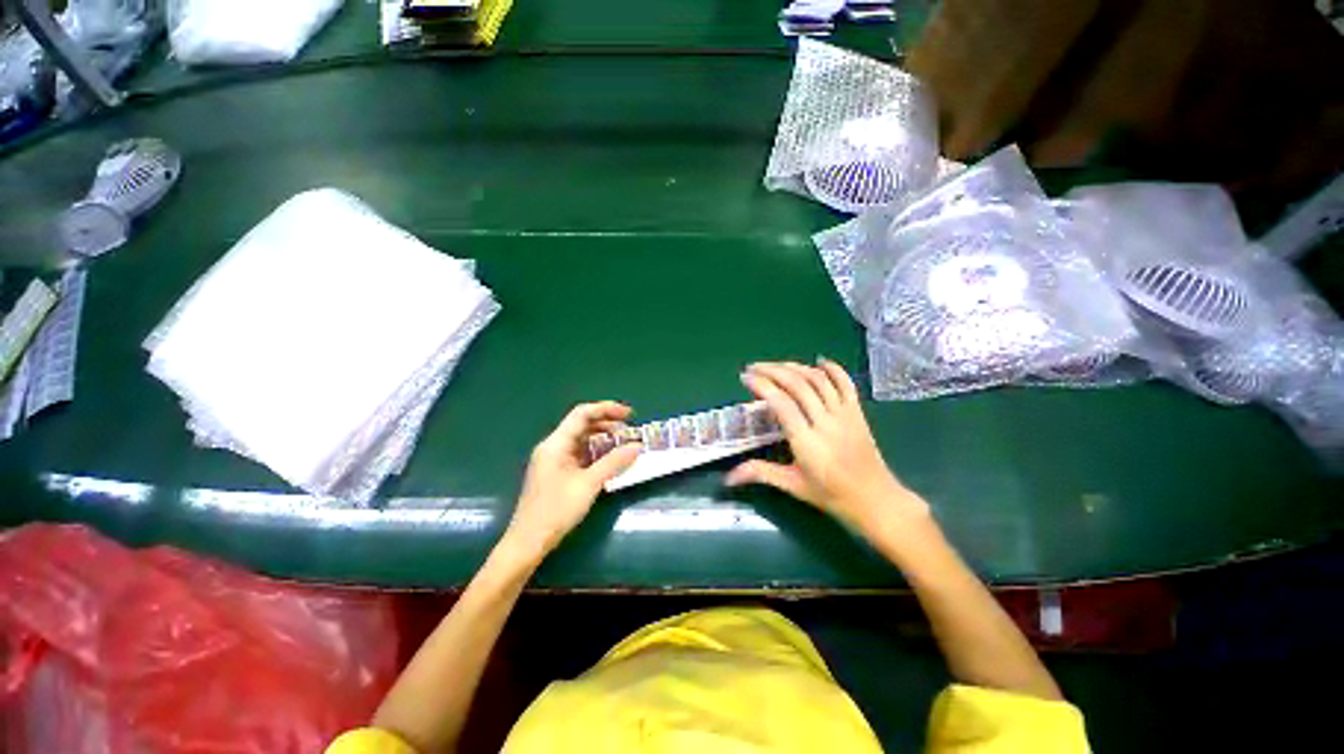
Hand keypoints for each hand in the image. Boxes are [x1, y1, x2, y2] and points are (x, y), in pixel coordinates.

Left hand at [504, 402, 641, 560]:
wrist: (528, 542)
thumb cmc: (556, 510)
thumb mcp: (589, 484)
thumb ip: (614, 462)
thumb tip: (637, 446)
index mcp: (556, 443)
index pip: (582, 414)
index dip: (607, 409)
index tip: (629, 414)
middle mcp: (553, 446)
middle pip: (582, 424)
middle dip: (607, 424)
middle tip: (629, 431)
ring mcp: (553, 460)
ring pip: (581, 440)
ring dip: (602, 439)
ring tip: (623, 444)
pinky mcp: (556, 472)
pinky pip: (579, 454)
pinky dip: (595, 453)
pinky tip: (609, 460)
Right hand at [726, 360, 928, 535]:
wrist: (876, 500)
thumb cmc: (831, 495)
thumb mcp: (792, 486)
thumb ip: (760, 473)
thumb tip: (728, 477)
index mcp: (807, 442)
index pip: (781, 403)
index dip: (762, 385)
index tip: (745, 378)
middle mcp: (826, 423)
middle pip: (798, 385)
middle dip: (772, 371)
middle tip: (753, 367)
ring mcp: (844, 415)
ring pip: (819, 380)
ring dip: (795, 367)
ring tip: (775, 365)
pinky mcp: (857, 412)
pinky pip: (845, 383)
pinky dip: (832, 369)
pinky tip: (818, 362)